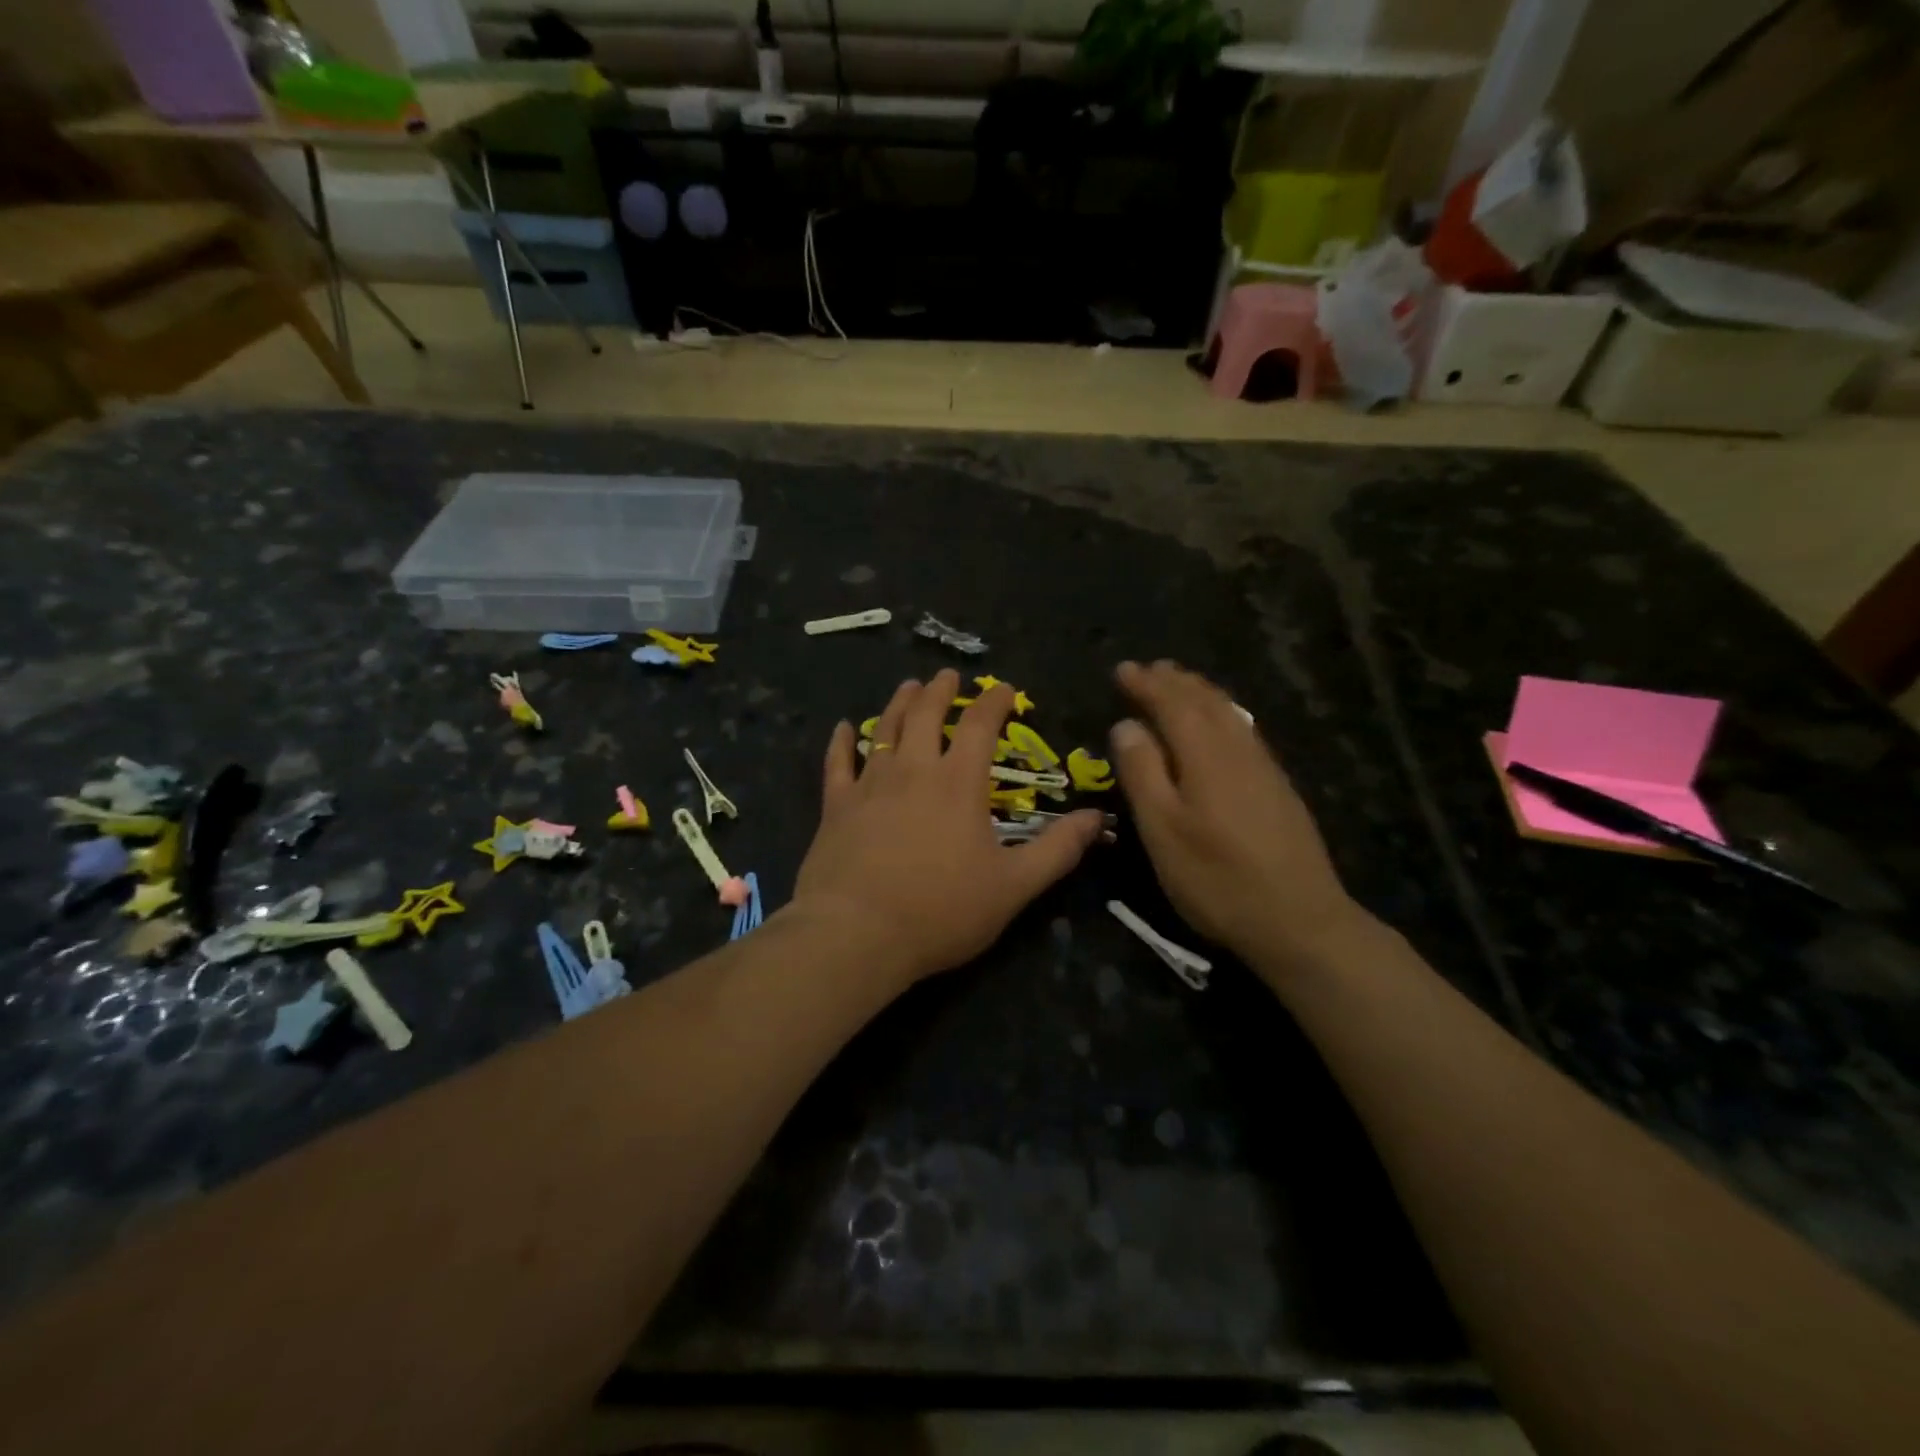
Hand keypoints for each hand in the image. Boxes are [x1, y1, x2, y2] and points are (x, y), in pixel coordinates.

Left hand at [791, 669, 1105, 985]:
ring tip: (908, 687)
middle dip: (940, 691)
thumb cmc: (941, 910)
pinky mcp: (836, 807)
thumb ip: (1057, 849)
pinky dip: (840, 742)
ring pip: (885, 730)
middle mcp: (913, 771)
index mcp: (958, 784)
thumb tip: (1097, 817)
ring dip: (899, 704)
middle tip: (947, 675)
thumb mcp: (1014, 886)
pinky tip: (842, 728)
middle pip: (926, 716)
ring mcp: (869, 786)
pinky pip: (837, 763)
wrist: (857, 933)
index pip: (980, 726)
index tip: (1003, 688)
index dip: (993, 702)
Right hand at [1109, 660, 1369, 974]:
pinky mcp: (1278, 788)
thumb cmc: (1217, 878)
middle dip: (1175, 682)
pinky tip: (1223, 725)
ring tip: (1181, 683)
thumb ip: (1142, 773)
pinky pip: (1244, 730)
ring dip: (1201, 693)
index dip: (1146, 684)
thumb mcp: (1163, 830)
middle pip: (1205, 702)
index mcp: (1205, 754)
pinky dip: (1223, 714)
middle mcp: (1238, 750)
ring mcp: (1264, 768)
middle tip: (1151, 668)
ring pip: (1230, 714)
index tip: (1122, 669)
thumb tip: (1126, 725)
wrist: (1300, 920)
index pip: (1172, 704)